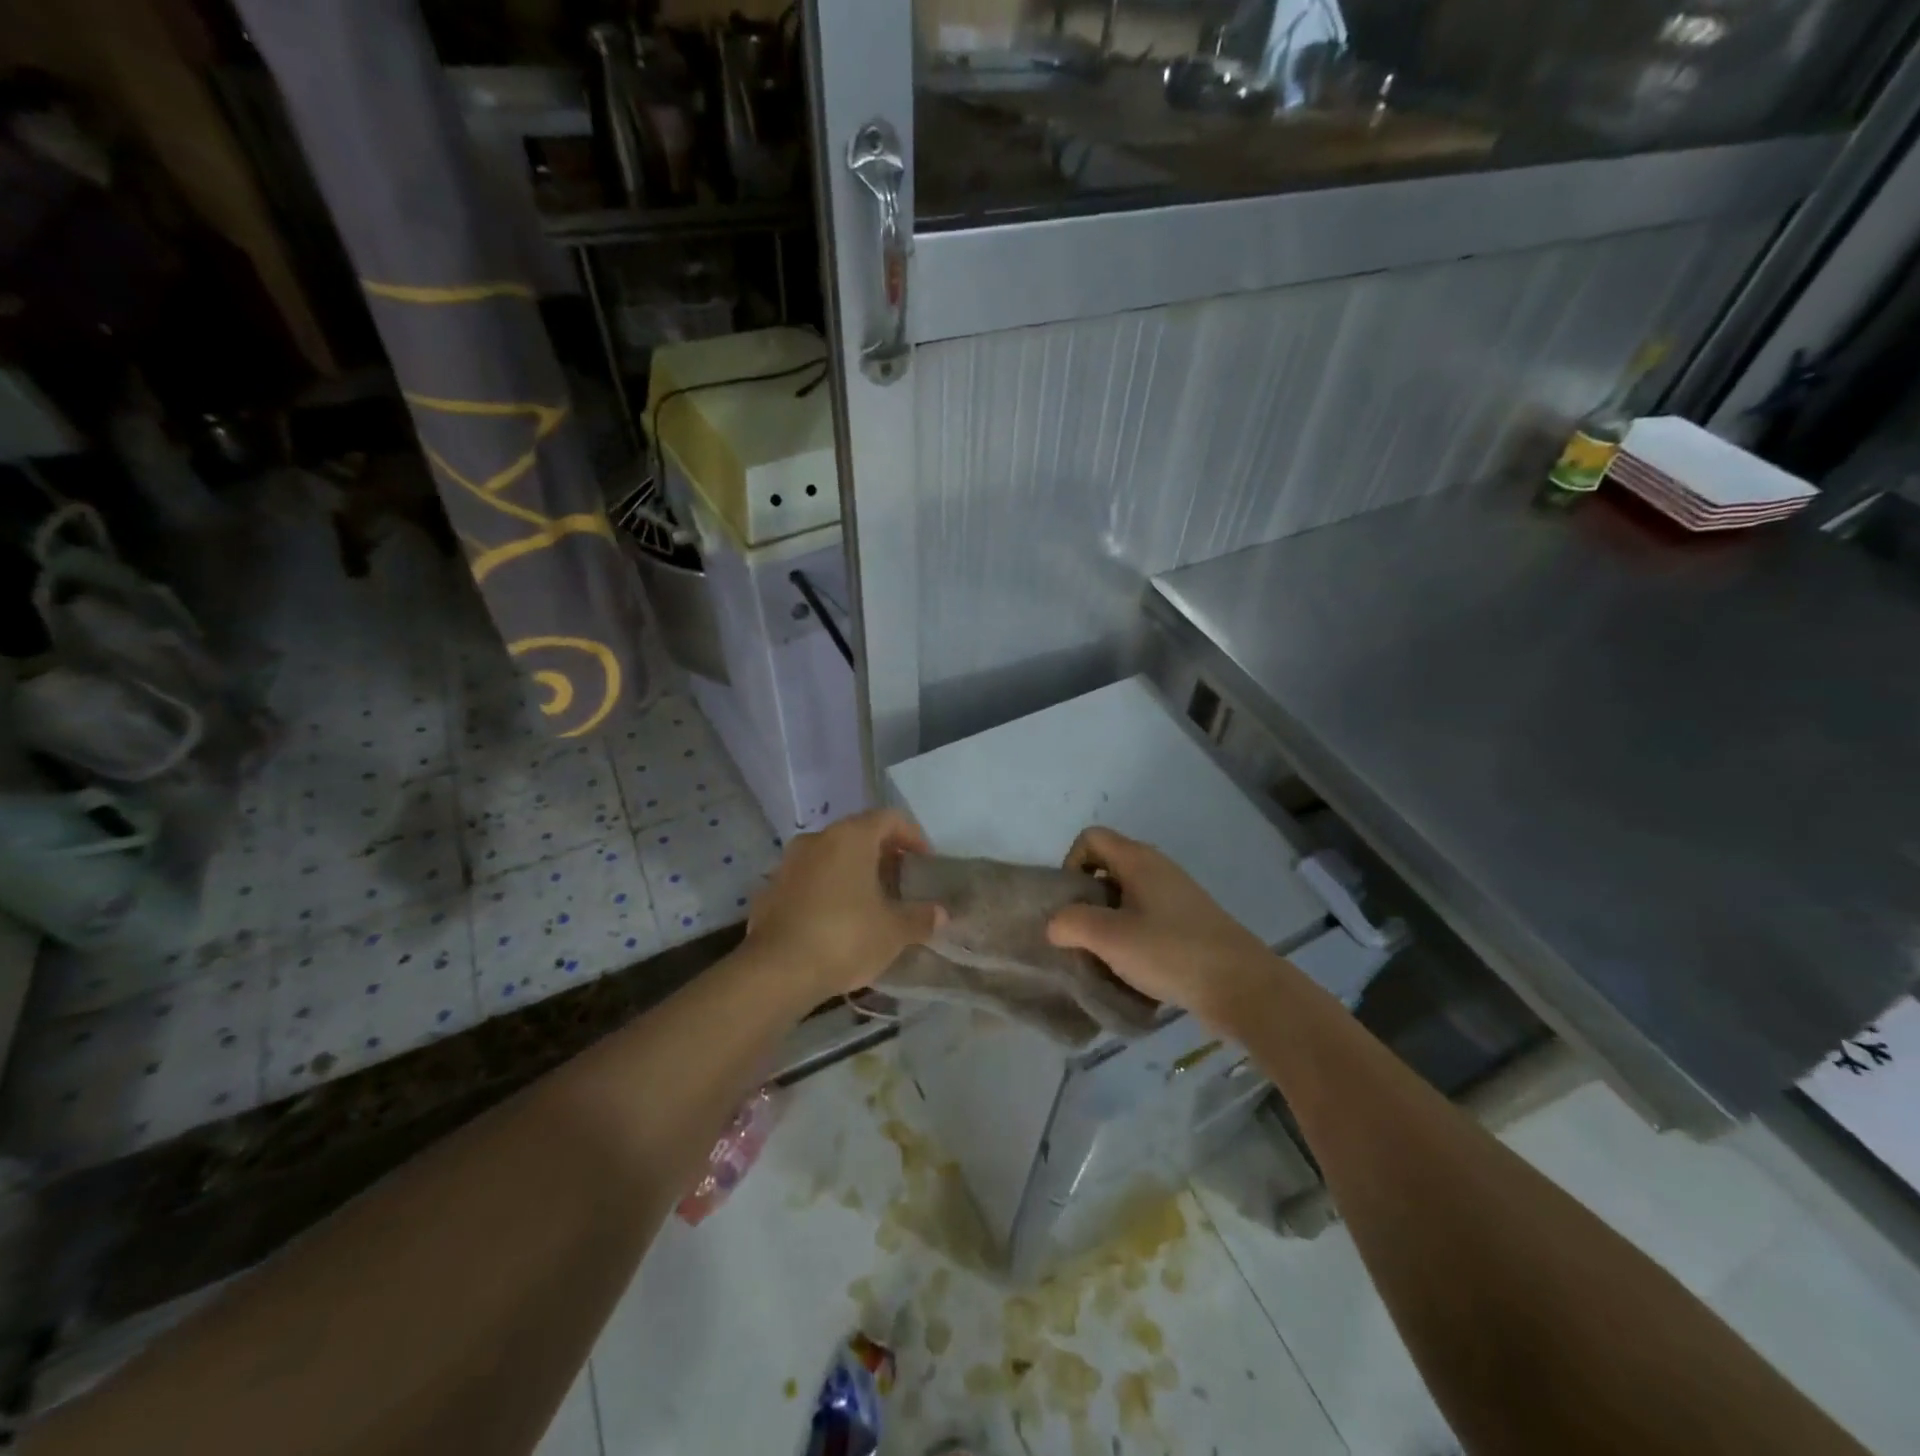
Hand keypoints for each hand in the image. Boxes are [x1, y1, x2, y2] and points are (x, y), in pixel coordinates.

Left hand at [745, 809, 943, 1000]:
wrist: (776, 972)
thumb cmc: (844, 937)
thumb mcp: (894, 931)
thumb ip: (920, 917)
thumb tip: (940, 914)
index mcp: (850, 837)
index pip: (889, 818)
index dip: (913, 836)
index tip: (924, 863)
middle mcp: (817, 839)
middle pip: (858, 835)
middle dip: (882, 856)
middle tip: (900, 883)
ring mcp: (788, 863)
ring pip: (830, 857)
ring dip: (852, 872)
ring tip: (870, 903)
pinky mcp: (770, 890)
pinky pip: (808, 880)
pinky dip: (827, 891)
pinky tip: (836, 921)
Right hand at [1046, 827, 1274, 1027]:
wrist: (1243, 987)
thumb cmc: (1171, 952)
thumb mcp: (1109, 938)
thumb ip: (1070, 923)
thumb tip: (1055, 923)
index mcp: (1138, 860)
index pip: (1090, 838)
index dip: (1071, 864)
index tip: (1071, 904)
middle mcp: (1157, 869)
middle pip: (1106, 868)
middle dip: (1086, 899)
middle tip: (1081, 935)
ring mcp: (1176, 896)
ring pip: (1126, 897)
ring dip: (1108, 923)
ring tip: (1104, 957)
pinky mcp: (1189, 924)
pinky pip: (1146, 919)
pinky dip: (1132, 937)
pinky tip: (1133, 970)